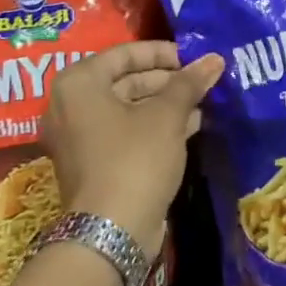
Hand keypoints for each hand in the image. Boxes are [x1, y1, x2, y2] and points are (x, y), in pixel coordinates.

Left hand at [39, 42, 222, 253]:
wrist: (111, 233)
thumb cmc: (135, 159)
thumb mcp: (167, 115)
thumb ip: (189, 83)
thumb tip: (215, 59)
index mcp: (79, 84)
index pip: (124, 53)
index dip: (162, 52)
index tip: (193, 57)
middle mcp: (71, 106)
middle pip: (125, 80)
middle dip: (167, 80)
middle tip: (202, 81)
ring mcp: (79, 138)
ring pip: (128, 108)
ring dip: (165, 104)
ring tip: (204, 102)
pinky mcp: (93, 164)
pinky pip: (125, 132)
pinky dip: (154, 126)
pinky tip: (192, 125)